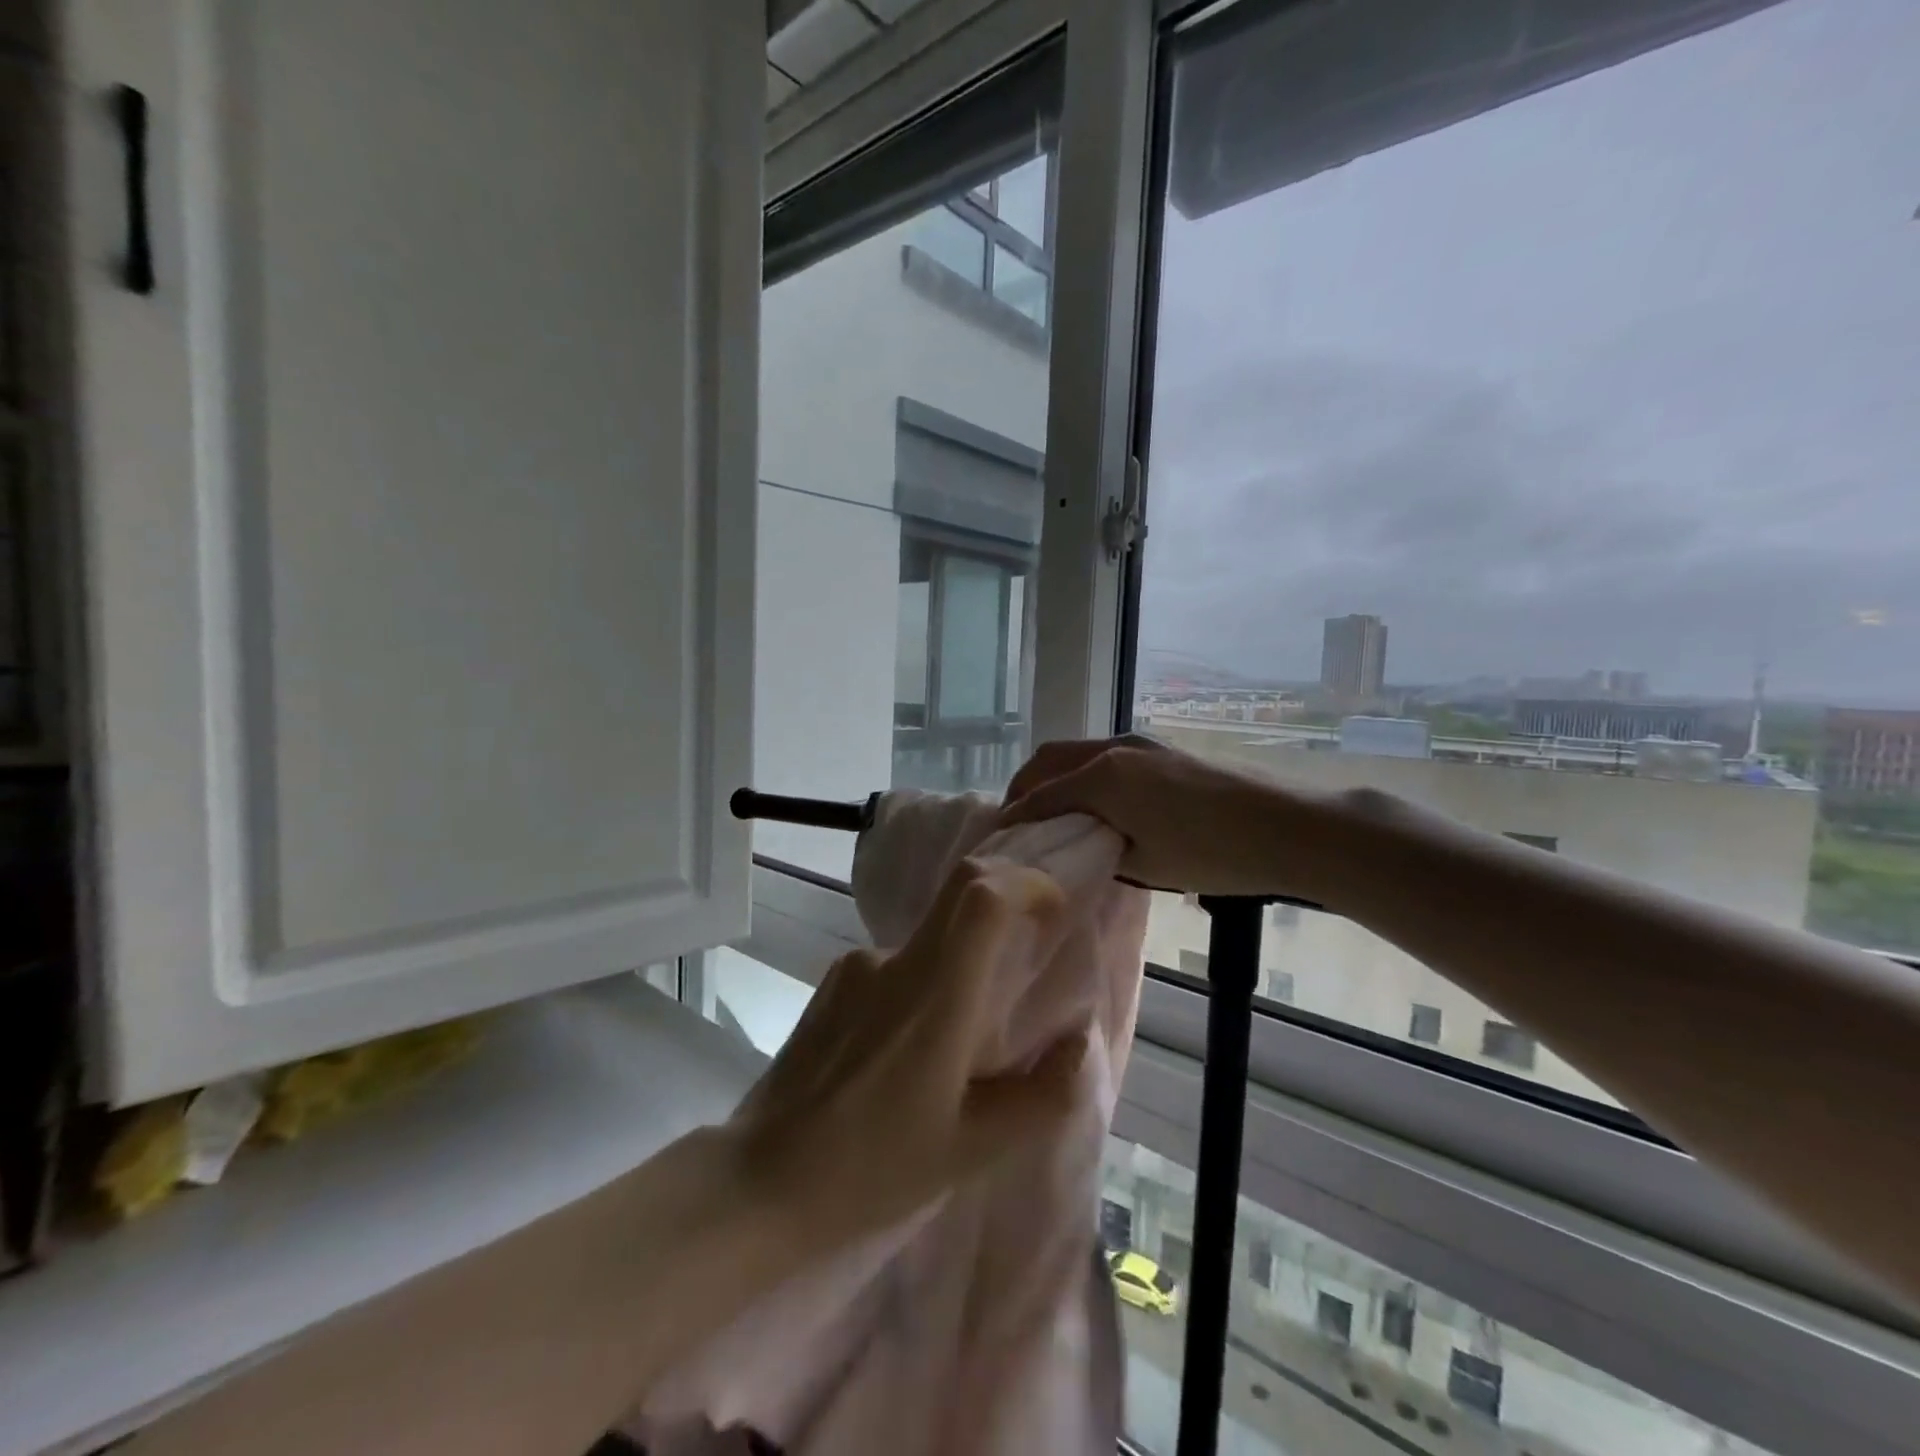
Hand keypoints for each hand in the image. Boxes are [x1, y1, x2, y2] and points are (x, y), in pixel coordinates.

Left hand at [727, 857, 1088, 1251]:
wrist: (760, 1184)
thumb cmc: (872, 1172)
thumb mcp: (971, 1151)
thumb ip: (1041, 1096)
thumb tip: (1079, 1042)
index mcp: (935, 996)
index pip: (982, 895)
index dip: (1027, 883)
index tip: (1055, 910)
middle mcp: (894, 962)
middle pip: (960, 890)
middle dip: (1007, 892)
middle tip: (1034, 936)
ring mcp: (856, 967)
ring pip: (930, 937)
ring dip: (964, 958)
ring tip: (964, 1039)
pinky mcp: (833, 984)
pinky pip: (896, 964)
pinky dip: (926, 982)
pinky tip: (914, 1050)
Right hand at [1002, 737, 1346, 900]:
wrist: (1286, 826)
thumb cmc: (1212, 854)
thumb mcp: (1146, 863)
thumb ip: (1099, 847)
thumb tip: (1078, 842)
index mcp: (1103, 778)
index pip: (1041, 795)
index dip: (1015, 816)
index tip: (997, 836)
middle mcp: (1113, 750)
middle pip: (1050, 759)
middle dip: (1025, 785)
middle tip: (1016, 818)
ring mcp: (1140, 744)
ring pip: (1077, 752)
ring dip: (1054, 776)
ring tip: (1051, 811)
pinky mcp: (1160, 749)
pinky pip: (1103, 755)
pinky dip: (1081, 773)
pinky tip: (1094, 801)